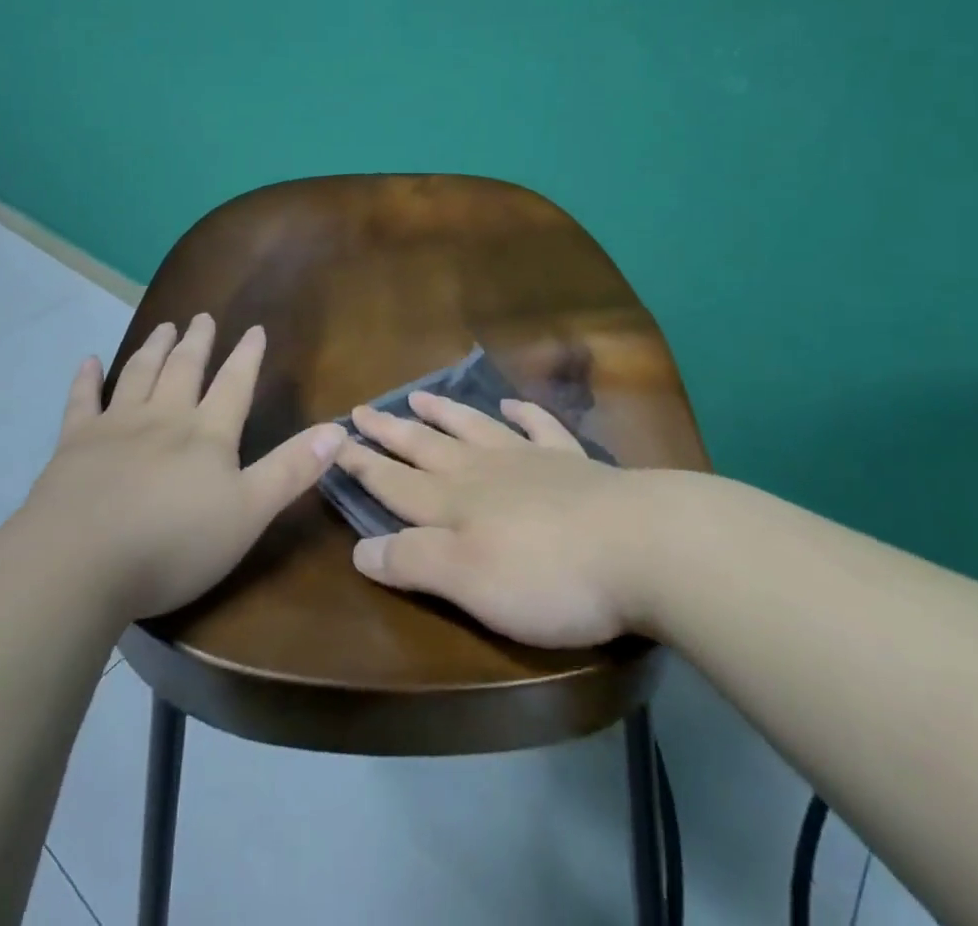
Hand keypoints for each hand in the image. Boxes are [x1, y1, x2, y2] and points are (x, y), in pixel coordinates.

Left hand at [29, 314, 343, 620]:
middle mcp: (164, 417)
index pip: (234, 384)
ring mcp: (116, 426)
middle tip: (202, 317)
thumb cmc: (173, 543)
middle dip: (198, 342)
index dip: (247, 356)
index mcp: (207, 434)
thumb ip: (292, 470)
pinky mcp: (74, 444)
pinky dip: (86, 379)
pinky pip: (81, 402)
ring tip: (164, 327)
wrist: (80, 562)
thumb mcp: (249, 513)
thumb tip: (338, 429)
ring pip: (139, 374)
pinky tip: (88, 361)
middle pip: (185, 369)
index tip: (255, 329)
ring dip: (154, 348)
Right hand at [336, 391, 649, 648]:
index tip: (335, 443)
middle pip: (427, 447)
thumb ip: (413, 562)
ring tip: (418, 395)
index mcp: (455, 504)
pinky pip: (539, 427)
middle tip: (364, 409)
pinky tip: (511, 405)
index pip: (395, 483)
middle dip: (391, 432)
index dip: (363, 466)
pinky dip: (521, 414)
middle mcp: (484, 472)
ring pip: (474, 428)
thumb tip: (358, 548)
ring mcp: (530, 460)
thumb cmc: (548, 575)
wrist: (641, 545)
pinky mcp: (573, 463)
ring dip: (444, 413)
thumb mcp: (468, 582)